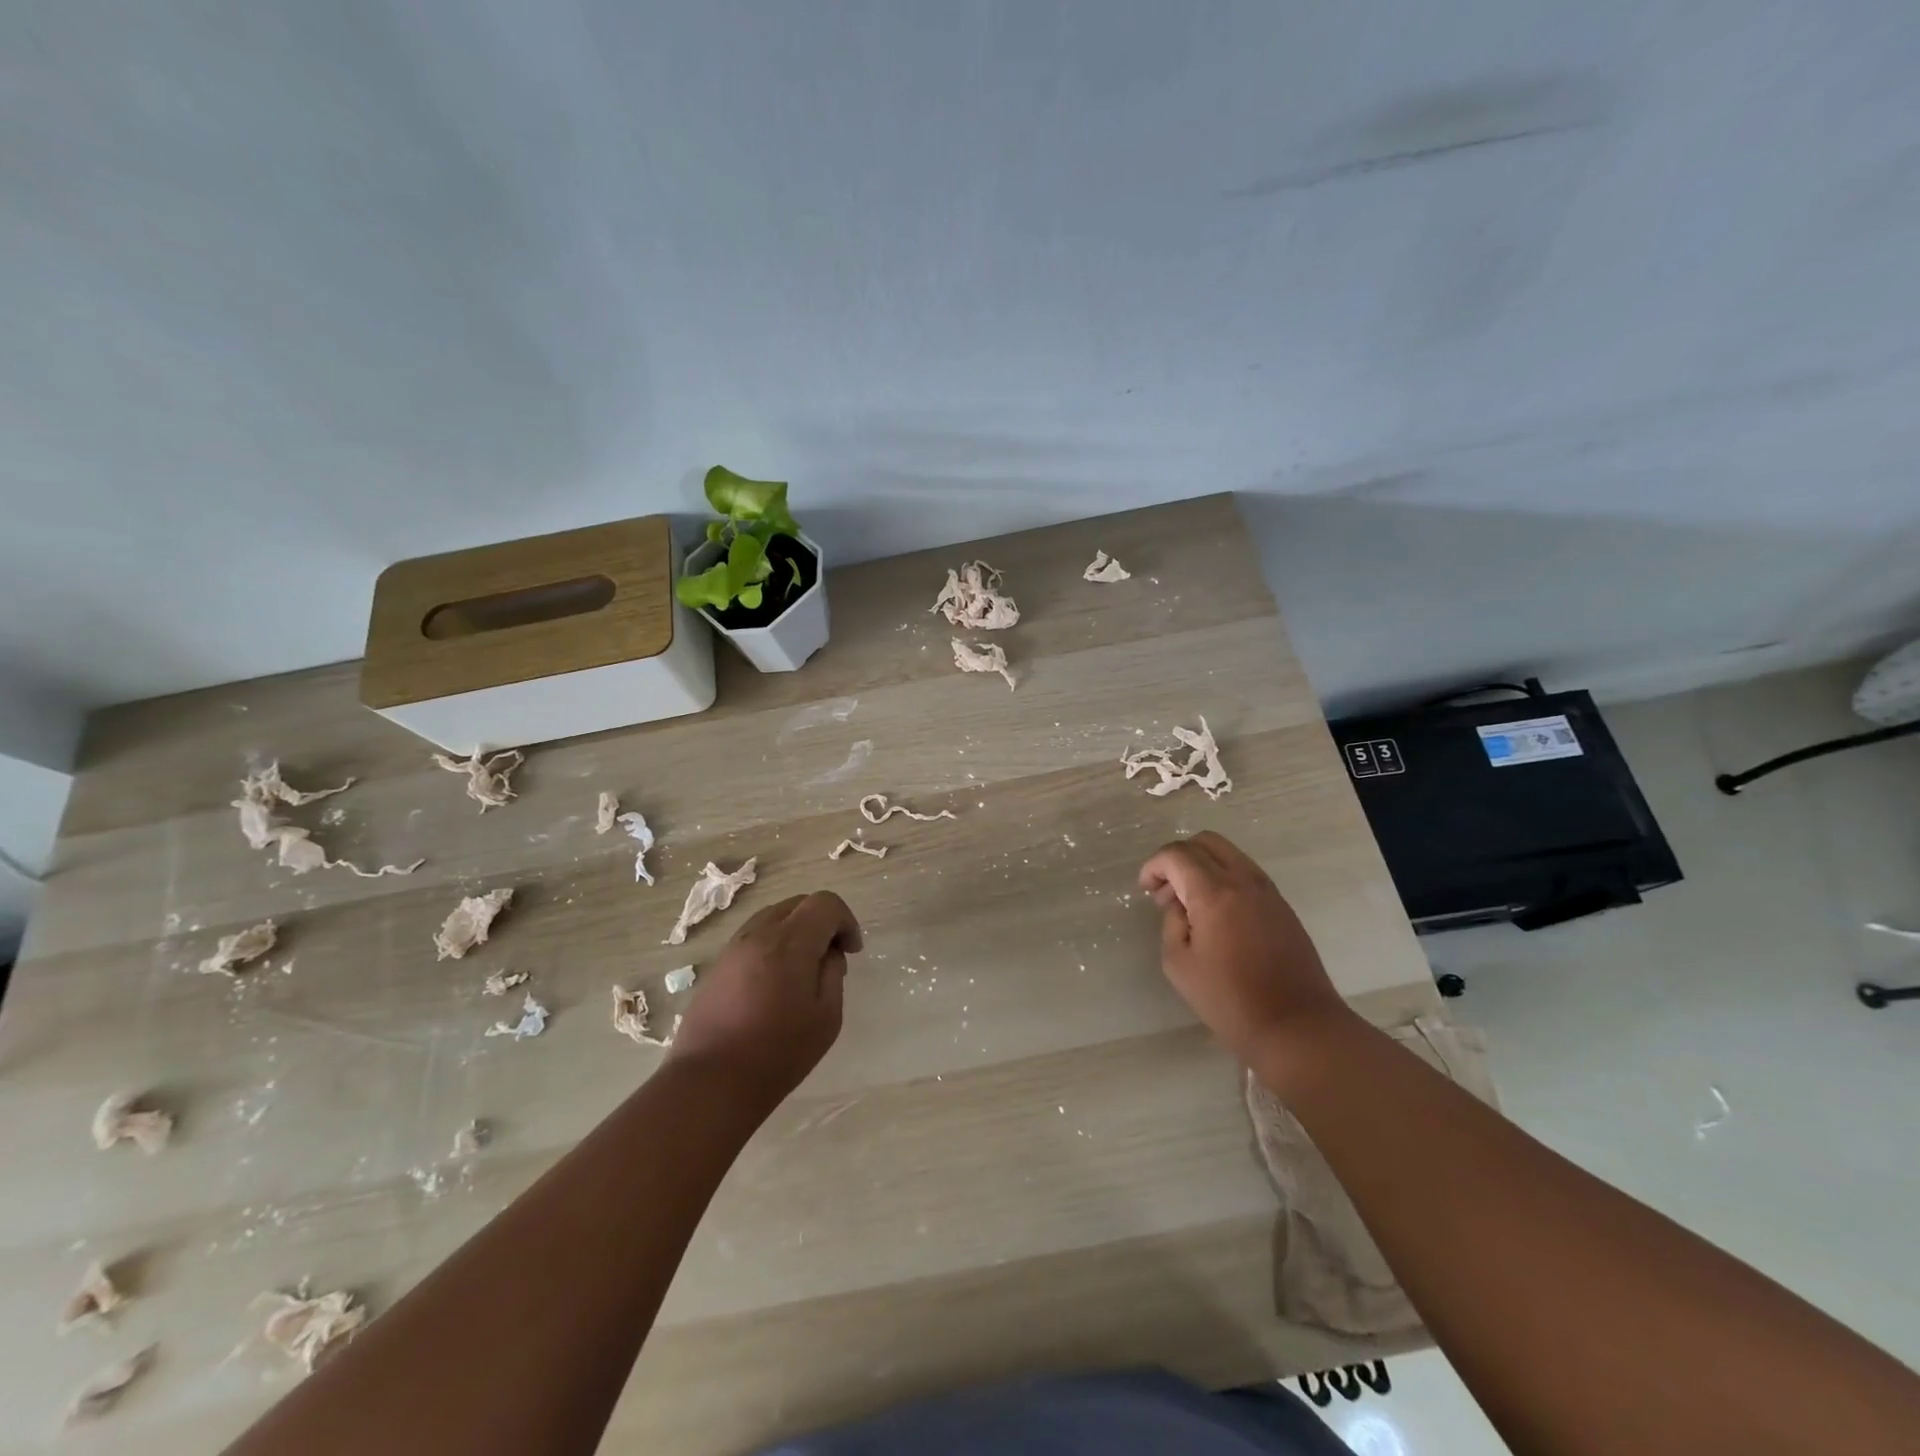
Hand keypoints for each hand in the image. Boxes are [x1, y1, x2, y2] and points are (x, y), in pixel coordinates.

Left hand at [667, 891, 862, 1107]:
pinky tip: (776, 981)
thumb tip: (828, 954)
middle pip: (798, 903)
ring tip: (803, 969)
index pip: (825, 903)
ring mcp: (734, 947)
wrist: (711, 1081)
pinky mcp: (718, 965)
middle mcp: (759, 933)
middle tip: (831, 957)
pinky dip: (773, 944)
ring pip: (773, 917)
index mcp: (790, 941)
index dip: (845, 920)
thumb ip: (833, 974)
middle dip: (822, 921)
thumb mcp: (826, 1016)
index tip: (851, 951)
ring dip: (796, 931)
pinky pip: (754, 937)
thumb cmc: (778, 1052)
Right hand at [1139, 831, 1350, 1064]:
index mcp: (1214, 892)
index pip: (1177, 855)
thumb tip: (1179, 905)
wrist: (1296, 1025)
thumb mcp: (1179, 964)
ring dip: (1203, 866)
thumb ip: (1171, 923)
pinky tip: (1217, 915)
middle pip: (1206, 842)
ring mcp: (1268, 891)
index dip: (1154, 866)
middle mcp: (1244, 881)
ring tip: (1190, 904)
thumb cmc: (1229, 999)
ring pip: (1229, 854)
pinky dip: (1224, 879)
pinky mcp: (1282, 906)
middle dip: (1178, 858)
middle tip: (1166, 891)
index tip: (1145, 889)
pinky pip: (1246, 873)